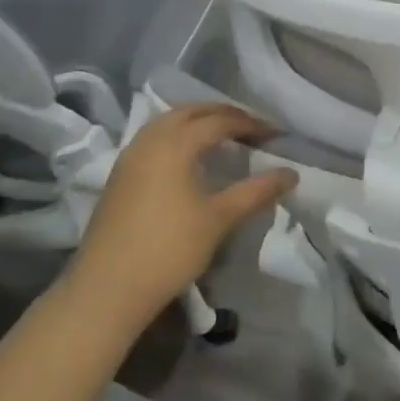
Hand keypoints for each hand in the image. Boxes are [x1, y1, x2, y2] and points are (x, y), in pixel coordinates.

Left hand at [70, 103, 295, 327]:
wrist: (108, 288)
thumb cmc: (169, 249)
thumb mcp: (219, 219)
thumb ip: (256, 192)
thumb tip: (291, 174)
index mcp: (174, 144)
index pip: (219, 121)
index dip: (250, 124)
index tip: (276, 135)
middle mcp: (149, 141)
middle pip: (189, 112)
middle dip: (222, 113)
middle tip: (251, 127)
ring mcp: (130, 157)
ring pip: (167, 123)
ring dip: (197, 121)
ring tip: (223, 136)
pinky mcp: (120, 176)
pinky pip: (154, 139)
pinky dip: (178, 136)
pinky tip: (190, 158)